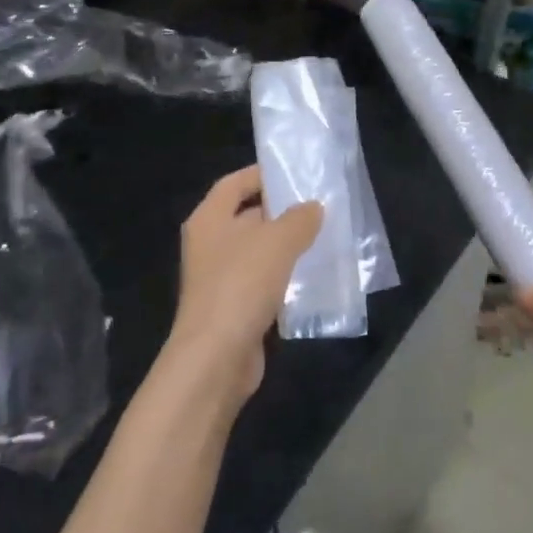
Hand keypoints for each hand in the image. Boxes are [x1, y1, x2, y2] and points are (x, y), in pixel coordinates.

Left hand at [168, 166, 322, 404]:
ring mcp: (220, 278)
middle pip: (247, 216)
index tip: (295, 174)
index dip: (262, 174)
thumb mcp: (277, 242)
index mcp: (209, 218)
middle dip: (281, 212)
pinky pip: (262, 281)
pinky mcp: (233, 307)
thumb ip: (298, 219)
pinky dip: (284, 277)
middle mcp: (210, 244)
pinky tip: (311, 277)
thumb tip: (313, 208)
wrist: (216, 357)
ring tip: (323, 238)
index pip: (234, 183)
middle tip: (319, 207)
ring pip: (257, 251)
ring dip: (286, 246)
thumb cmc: (240, 285)